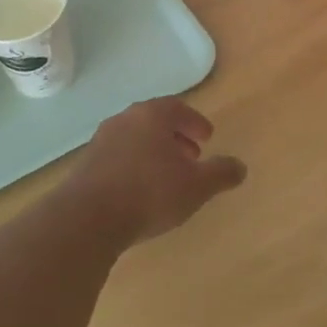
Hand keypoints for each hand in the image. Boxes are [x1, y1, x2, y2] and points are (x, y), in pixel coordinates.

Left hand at [65, 96, 247, 245]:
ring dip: (154, 152)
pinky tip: (141, 190)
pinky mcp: (86, 164)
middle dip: (176, 137)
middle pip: (155, 121)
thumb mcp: (197, 186)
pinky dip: (135, 165)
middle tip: (191, 156)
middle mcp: (125, 120)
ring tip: (168, 176)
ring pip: (135, 139)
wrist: (87, 219)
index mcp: (153, 115)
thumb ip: (221, 173)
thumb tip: (240, 167)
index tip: (207, 138)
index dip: (195, 122)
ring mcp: (101, 141)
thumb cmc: (150, 193)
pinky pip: (118, 157)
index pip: (179, 108)